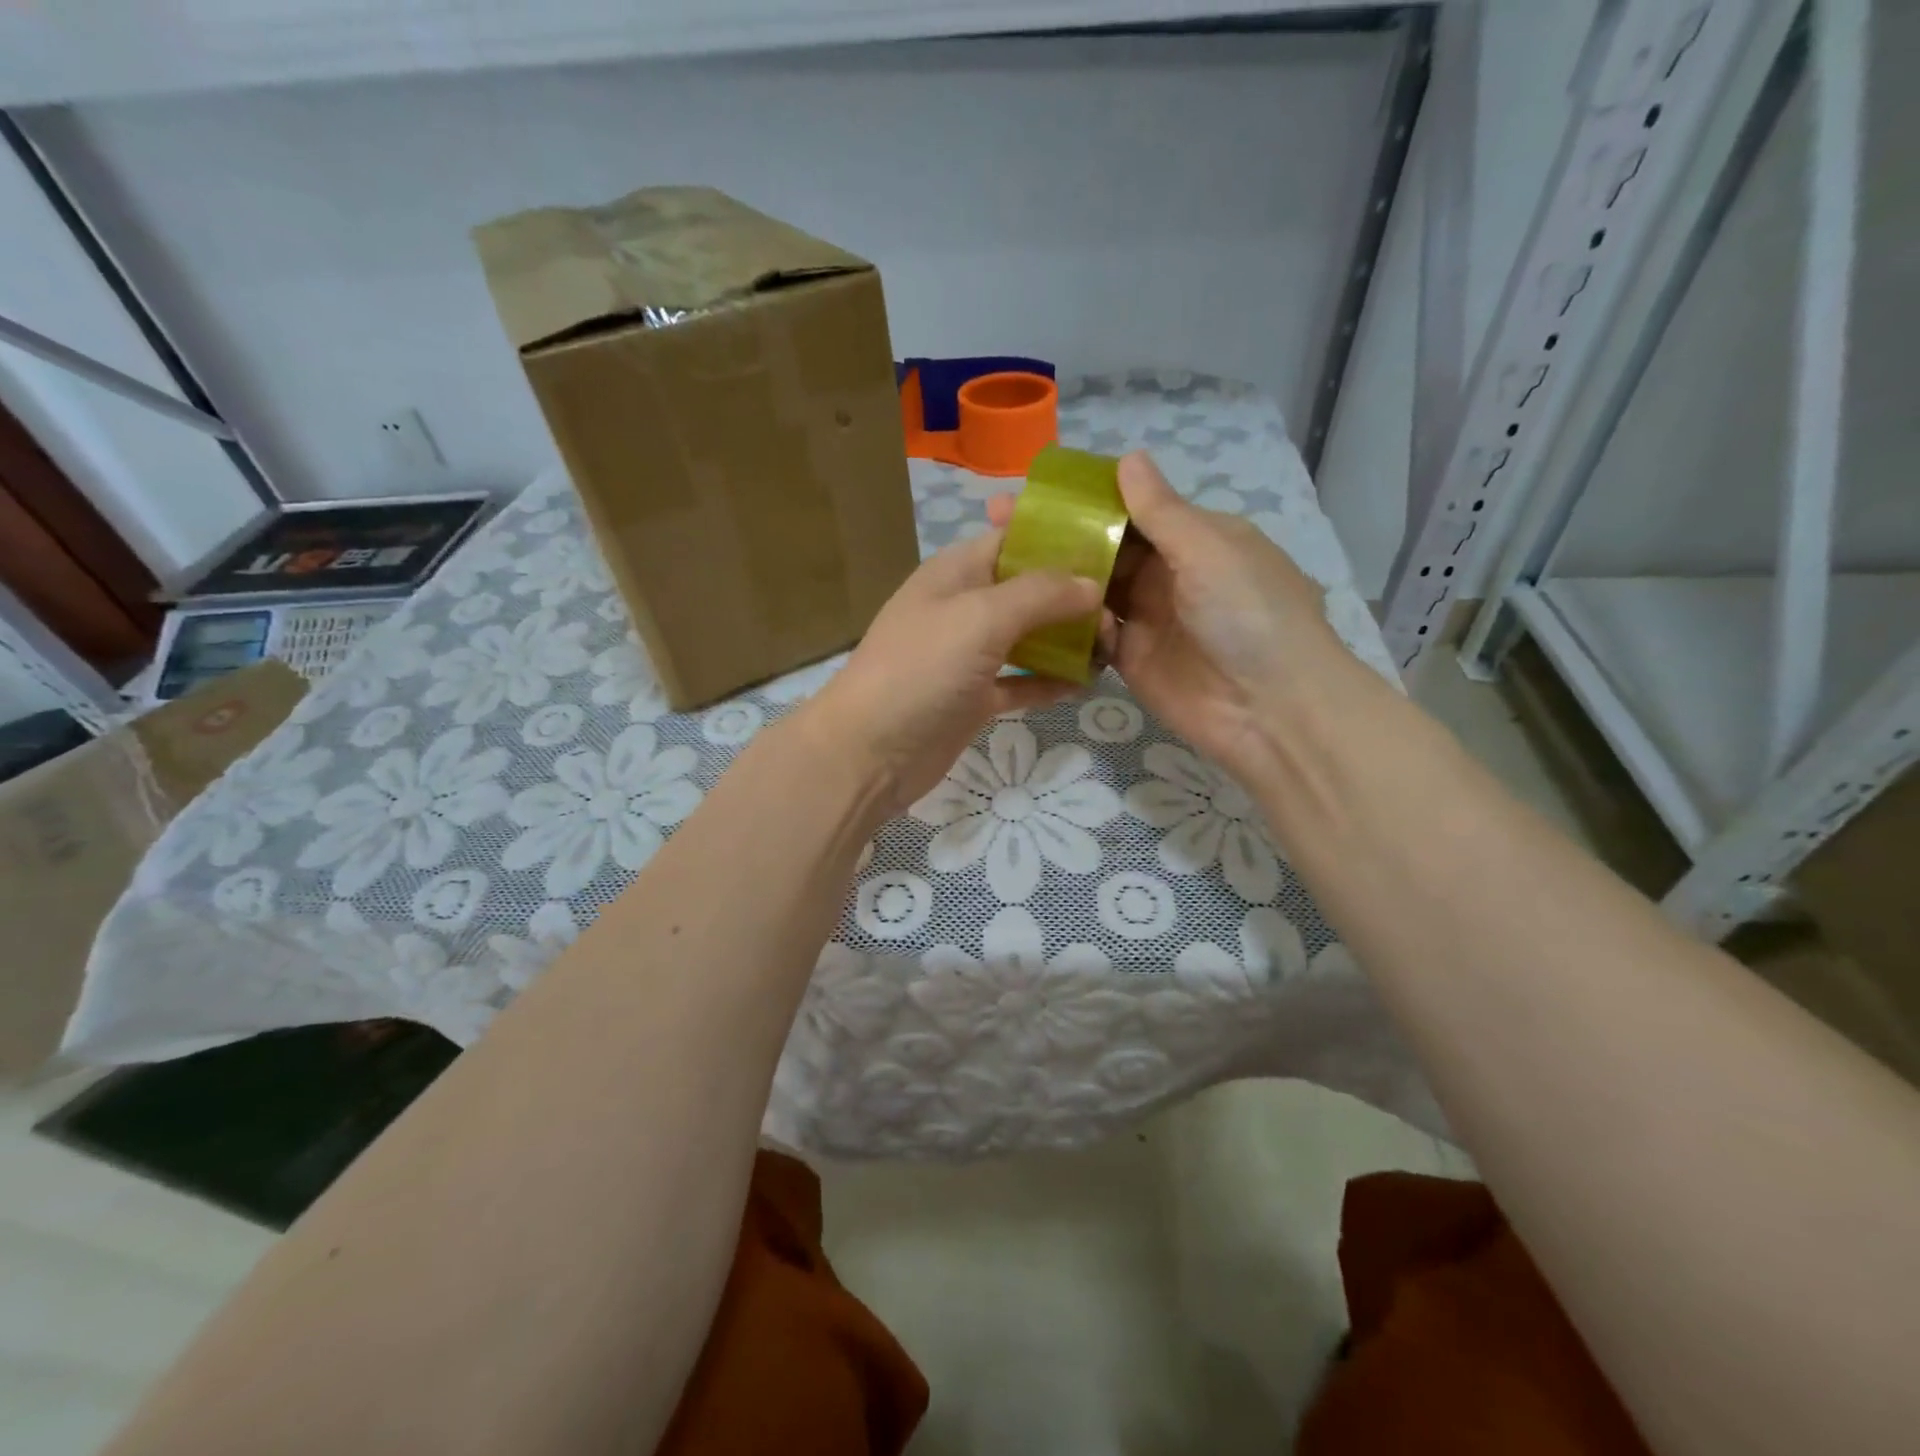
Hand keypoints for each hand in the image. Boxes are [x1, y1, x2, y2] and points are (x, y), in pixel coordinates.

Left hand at [796, 531, 1103, 817]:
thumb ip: (1040, 594)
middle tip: (1122, 611)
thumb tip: (1092, 584)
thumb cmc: (920, 670)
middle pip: (1028, 589)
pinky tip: (1085, 684)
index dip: (1062, 538)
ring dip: (1067, 640)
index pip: (1016, 538)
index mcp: (956, 571)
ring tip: (1114, 646)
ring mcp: (967, 656)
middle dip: (1074, 595)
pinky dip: (1048, 681)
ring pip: (1028, 637)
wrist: (868, 753)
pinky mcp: (973, 698)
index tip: (1114, 547)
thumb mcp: (980, 617)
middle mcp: (963, 607)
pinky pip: (1020, 681)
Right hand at [988, 452, 1345, 778]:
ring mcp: (1146, 618)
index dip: (1083, 499)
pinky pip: (1090, 633)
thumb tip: (1128, 458)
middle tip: (996, 524)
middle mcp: (1167, 573)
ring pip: (1091, 588)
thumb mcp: (1209, 549)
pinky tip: (1026, 609)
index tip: (1033, 489)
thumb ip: (1161, 511)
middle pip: (1103, 547)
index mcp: (1193, 538)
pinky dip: (1066, 622)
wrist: (1270, 709)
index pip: (1130, 508)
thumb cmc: (1248, 614)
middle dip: (1057, 535)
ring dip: (1053, 577)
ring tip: (998, 562)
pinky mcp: (1130, 659)